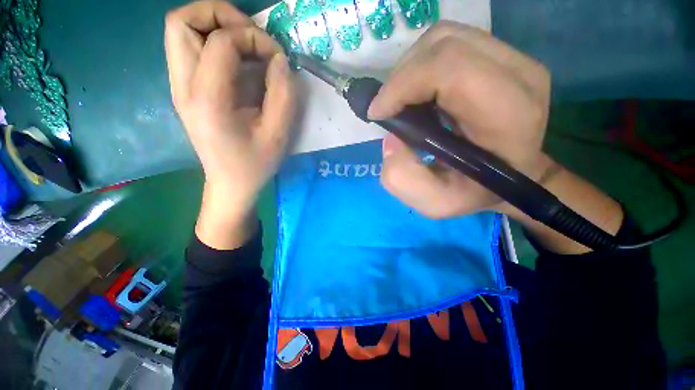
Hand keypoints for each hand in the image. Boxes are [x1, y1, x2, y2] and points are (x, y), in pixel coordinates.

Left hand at [165, 1, 294, 247]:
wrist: (230, 183)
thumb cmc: (255, 164)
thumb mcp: (278, 134)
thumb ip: (283, 94)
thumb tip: (279, 60)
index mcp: (208, 101)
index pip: (221, 41)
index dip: (254, 38)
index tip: (277, 58)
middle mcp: (183, 87)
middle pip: (181, 22)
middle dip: (221, 15)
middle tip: (251, 36)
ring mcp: (179, 87)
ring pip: (180, 30)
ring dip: (215, 26)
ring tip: (245, 45)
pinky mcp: (185, 90)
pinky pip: (189, 48)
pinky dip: (213, 41)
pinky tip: (237, 62)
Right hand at [368, 21, 552, 218]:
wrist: (513, 175)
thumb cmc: (476, 191)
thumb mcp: (436, 202)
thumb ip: (404, 179)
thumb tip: (390, 140)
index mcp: (508, 114)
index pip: (449, 68)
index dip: (402, 85)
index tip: (378, 113)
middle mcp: (519, 74)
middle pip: (444, 44)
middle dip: (401, 76)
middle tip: (388, 108)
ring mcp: (515, 59)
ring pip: (445, 38)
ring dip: (411, 68)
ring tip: (403, 101)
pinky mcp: (504, 55)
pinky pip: (452, 42)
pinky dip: (423, 64)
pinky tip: (420, 92)